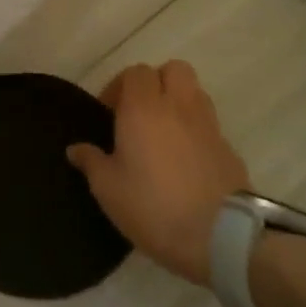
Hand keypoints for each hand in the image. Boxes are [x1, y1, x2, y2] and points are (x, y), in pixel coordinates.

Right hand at [67, 60, 250, 285]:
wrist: (221, 237)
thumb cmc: (153, 206)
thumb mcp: (108, 189)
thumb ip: (91, 162)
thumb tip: (76, 149)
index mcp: (143, 109)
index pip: (135, 72)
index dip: (119, 86)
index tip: (109, 113)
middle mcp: (178, 107)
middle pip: (173, 69)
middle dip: (155, 82)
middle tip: (138, 111)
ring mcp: (209, 126)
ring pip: (194, 92)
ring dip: (177, 102)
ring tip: (162, 132)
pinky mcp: (229, 149)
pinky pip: (208, 124)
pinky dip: (195, 130)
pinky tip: (183, 159)